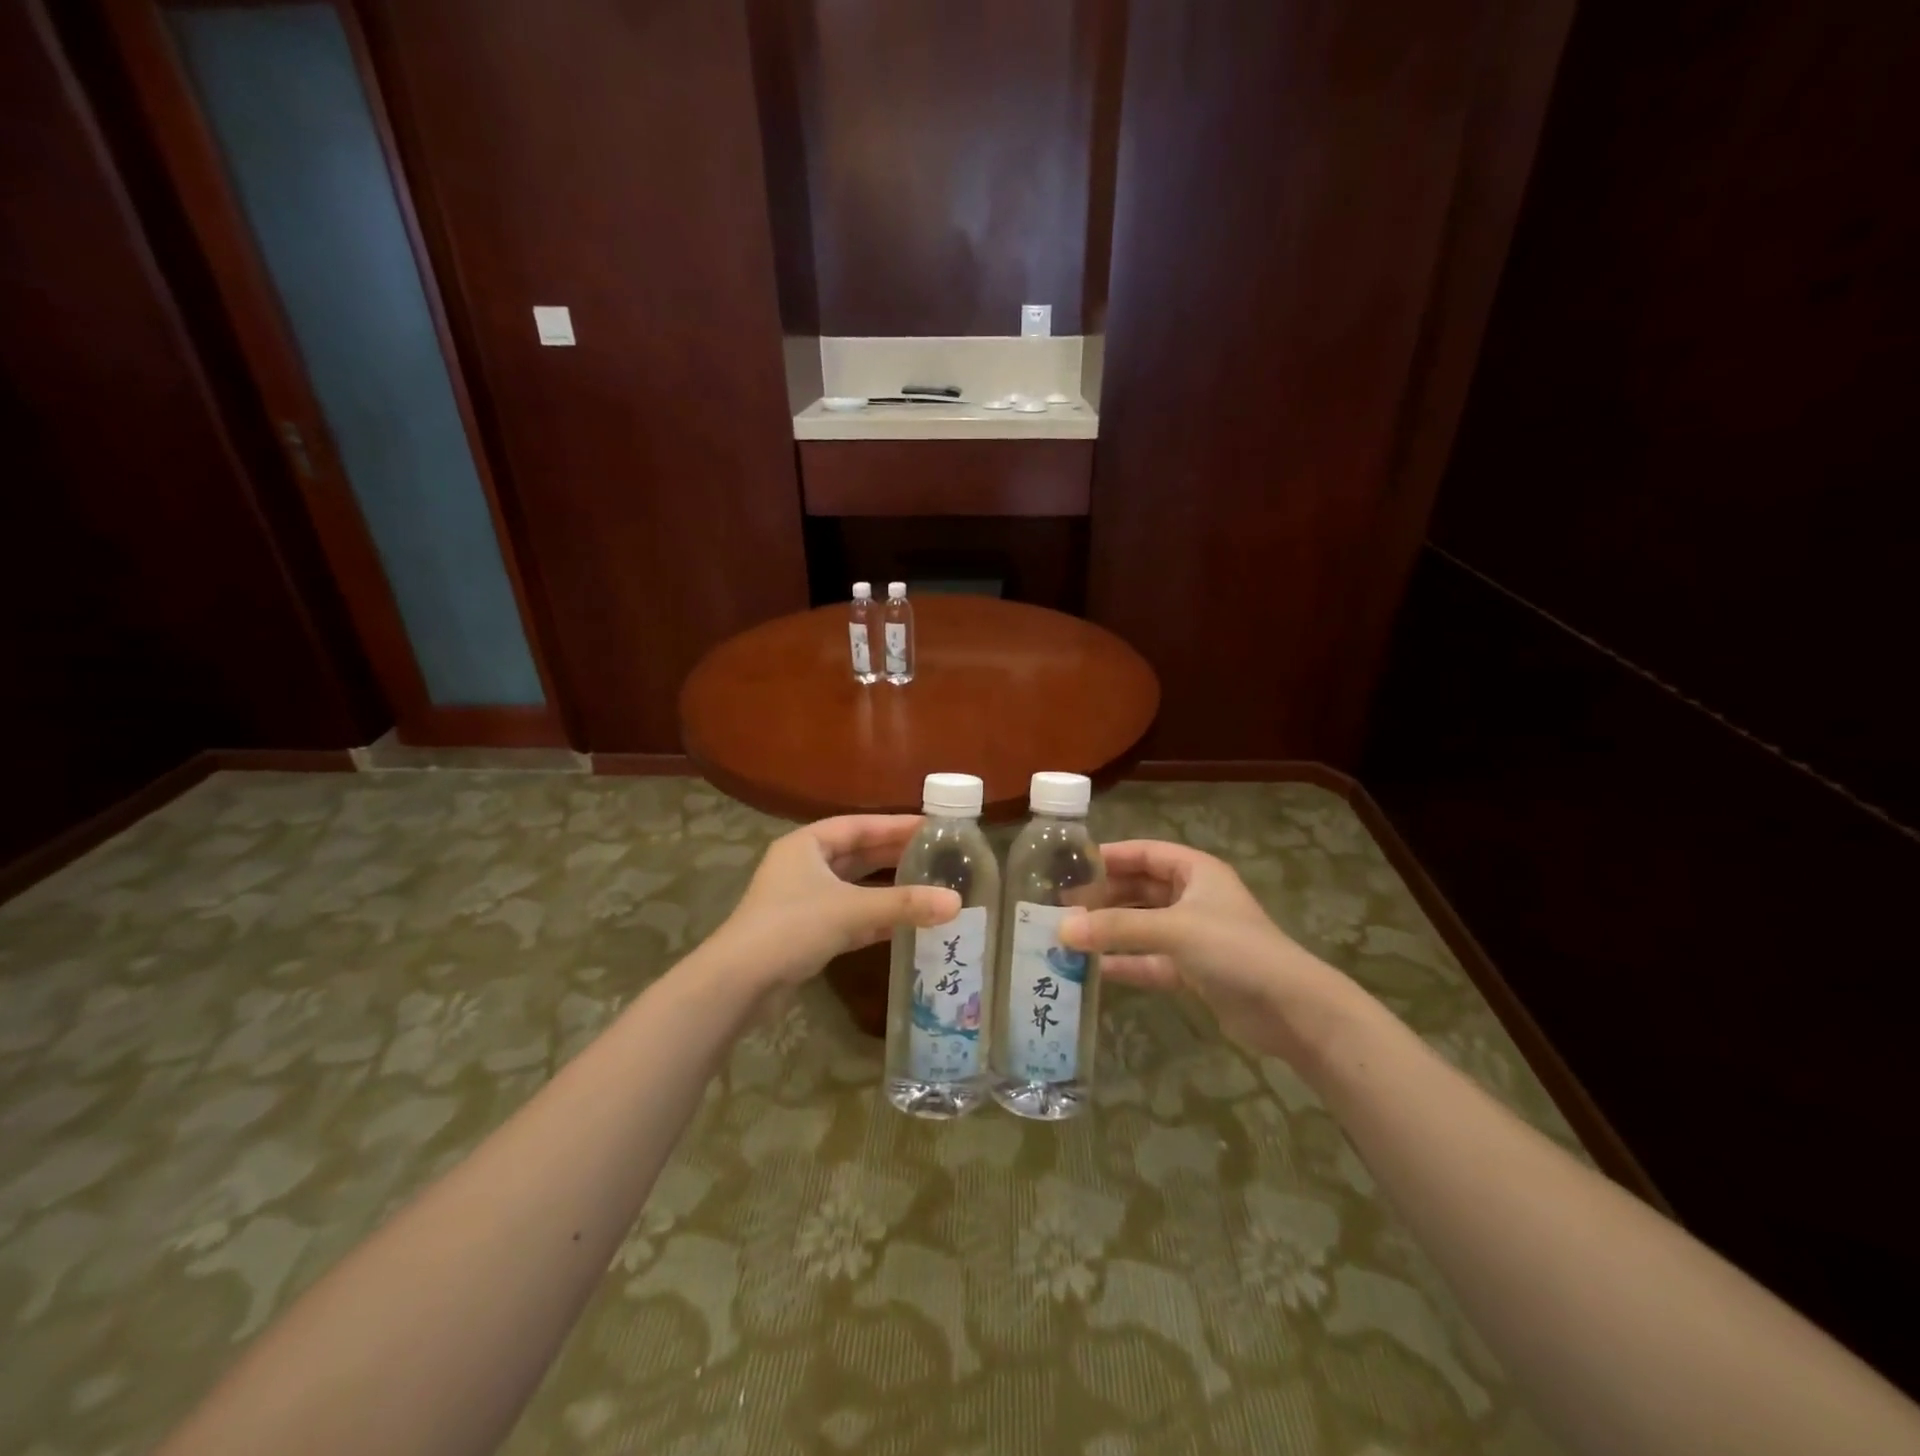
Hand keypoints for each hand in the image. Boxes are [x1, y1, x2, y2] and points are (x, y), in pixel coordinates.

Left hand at [713, 816, 960, 987]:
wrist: (740, 982)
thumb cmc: (792, 927)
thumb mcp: (851, 910)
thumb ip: (904, 905)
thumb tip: (956, 902)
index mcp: (807, 844)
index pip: (859, 825)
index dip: (895, 825)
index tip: (931, 827)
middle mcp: (805, 866)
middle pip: (858, 854)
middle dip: (895, 855)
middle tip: (937, 855)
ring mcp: (804, 900)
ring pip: (855, 887)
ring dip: (888, 888)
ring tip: (929, 885)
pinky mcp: (808, 932)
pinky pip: (850, 916)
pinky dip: (877, 918)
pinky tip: (908, 922)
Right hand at [1061, 840, 1358, 1061]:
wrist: (1291, 1010)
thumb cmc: (1234, 950)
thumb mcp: (1174, 930)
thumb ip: (1117, 928)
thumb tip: (1061, 928)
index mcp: (1195, 871)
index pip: (1144, 853)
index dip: (1109, 856)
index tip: (1070, 865)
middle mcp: (1193, 897)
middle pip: (1139, 889)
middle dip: (1103, 896)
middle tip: (1061, 906)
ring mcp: (1193, 935)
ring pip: (1142, 925)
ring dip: (1110, 930)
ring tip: (1068, 935)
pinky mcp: (1194, 970)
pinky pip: (1150, 960)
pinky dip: (1126, 963)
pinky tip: (1094, 969)